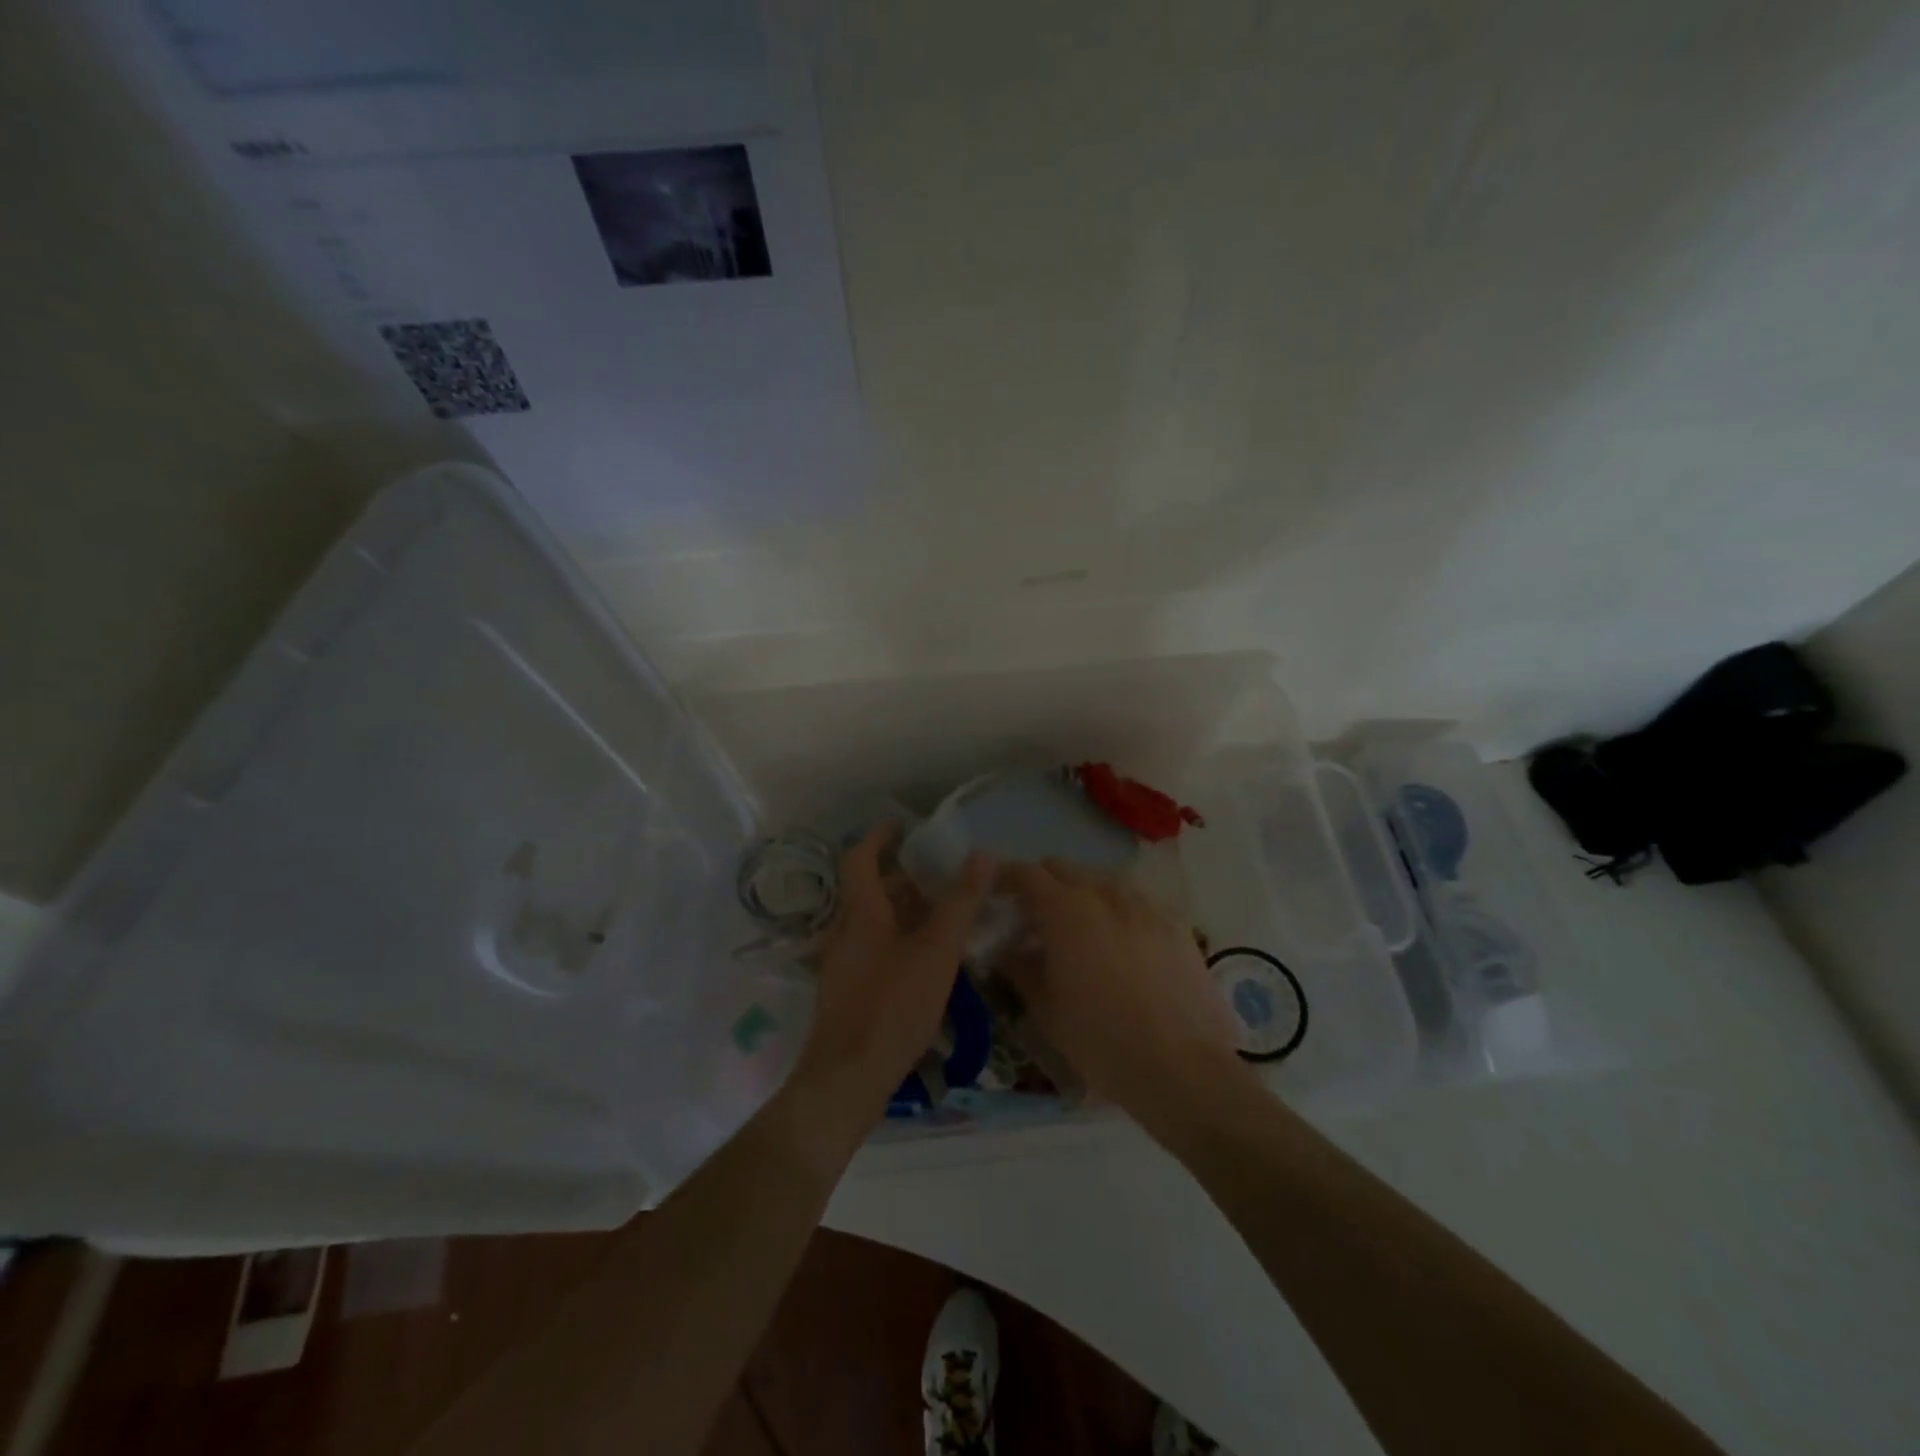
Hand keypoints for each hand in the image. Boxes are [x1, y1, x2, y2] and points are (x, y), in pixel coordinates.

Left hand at [790, 825, 994, 1128]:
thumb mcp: (936, 953)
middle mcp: (844, 931)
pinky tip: (925, 960)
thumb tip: (982, 854)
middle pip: (869, 891)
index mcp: (861, 913)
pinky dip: (898, 938)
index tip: (901, 824)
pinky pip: (872, 948)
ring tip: (941, 914)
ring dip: (902, 910)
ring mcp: (842, 963)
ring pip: (872, 922)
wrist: (847, 1078)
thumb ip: (960, 903)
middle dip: (902, 877)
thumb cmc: (892, 1006)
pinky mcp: (846, 991)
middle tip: (939, 874)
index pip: (860, 858)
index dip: (879, 837)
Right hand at [1002, 860, 1247, 1120]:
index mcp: (1066, 910)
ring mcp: (1145, 905)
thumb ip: (1021, 968)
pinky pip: (1135, 902)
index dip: (1006, 879)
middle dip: (1042, 885)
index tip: (996, 896)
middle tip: (1033, 919)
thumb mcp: (1046, 1009)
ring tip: (1078, 932)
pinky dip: (1116, 912)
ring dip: (1081, 895)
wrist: (1183, 1069)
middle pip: (1064, 869)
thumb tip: (1010, 949)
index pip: (1026, 874)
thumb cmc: (1101, 1041)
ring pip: (1101, 881)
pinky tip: (1120, 946)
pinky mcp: (1176, 924)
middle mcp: (1105, 893)